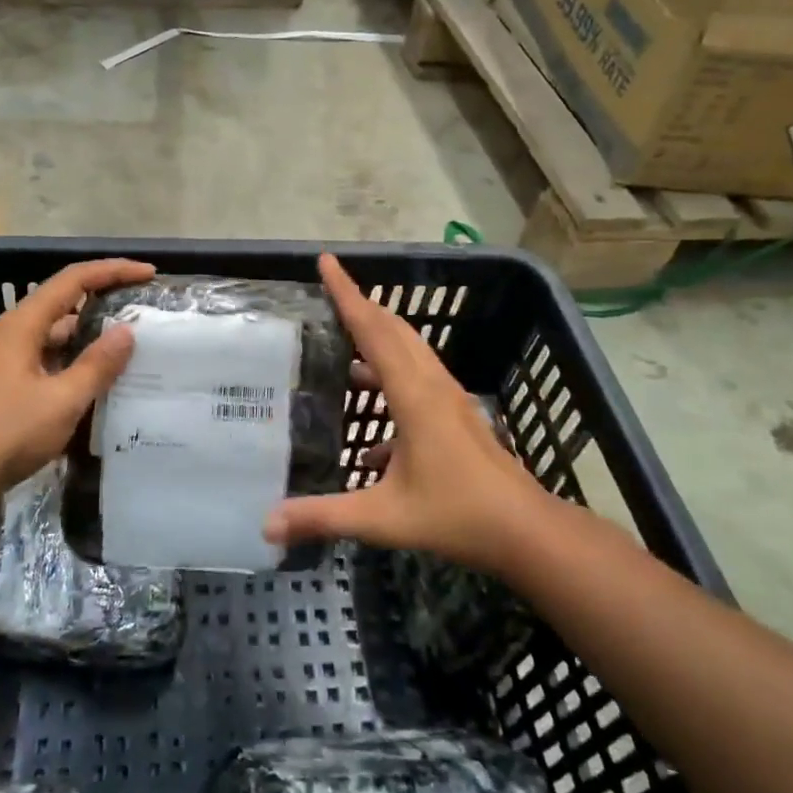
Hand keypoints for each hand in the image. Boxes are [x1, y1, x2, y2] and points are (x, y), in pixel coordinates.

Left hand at [0, 258, 153, 496]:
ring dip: (94, 337)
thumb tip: (127, 331)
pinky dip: (80, 363)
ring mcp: (12, 359)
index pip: (75, 279)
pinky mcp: (12, 384)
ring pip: (61, 336)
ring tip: (134, 347)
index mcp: (25, 324)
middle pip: (67, 303)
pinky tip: (103, 381)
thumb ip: (97, 364)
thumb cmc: (6, 432)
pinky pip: (54, 360)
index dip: (113, 270)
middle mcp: (17, 332)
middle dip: (107, 302)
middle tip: (146, 312)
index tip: (148, 274)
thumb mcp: (62, 400)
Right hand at [263, 253, 543, 577]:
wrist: (525, 531)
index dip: (347, 293)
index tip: (327, 261)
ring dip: (378, 339)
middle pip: (394, 330)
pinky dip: (391, 381)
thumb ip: (323, 517)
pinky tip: (372, 437)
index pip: (373, 329)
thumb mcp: (382, 517)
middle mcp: (432, 385)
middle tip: (329, 293)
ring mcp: (450, 399)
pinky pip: (419, 380)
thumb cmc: (456, 515)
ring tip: (344, 345)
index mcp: (413, 394)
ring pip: (410, 352)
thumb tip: (267, 525)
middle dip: (361, 306)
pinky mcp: (458, 417)